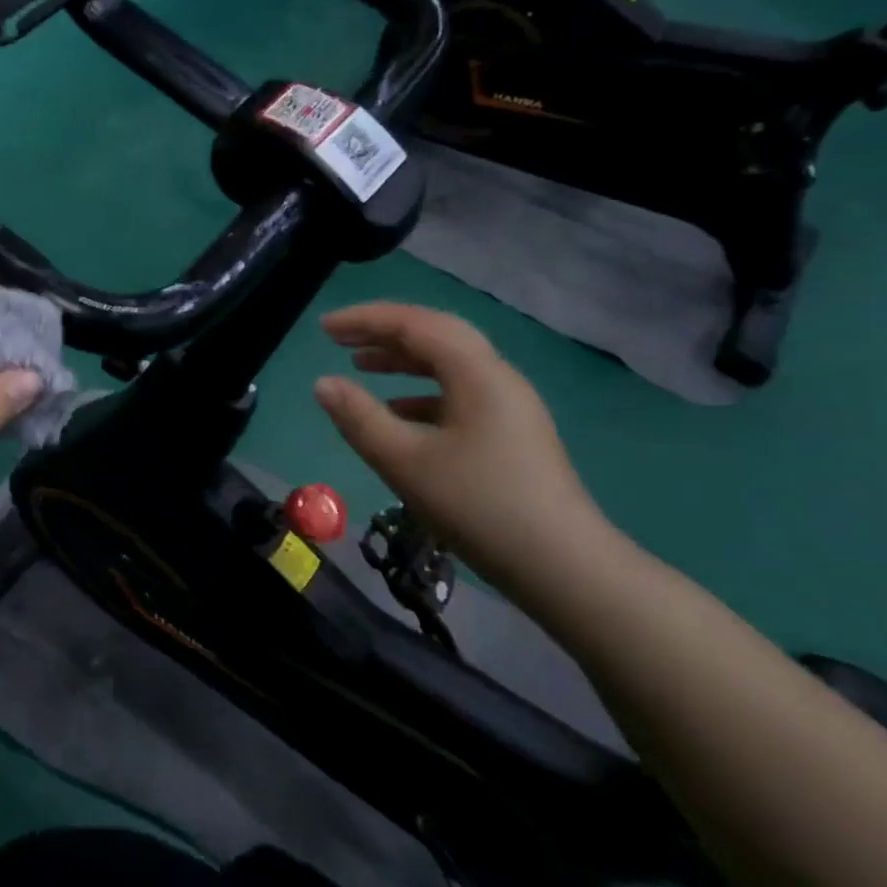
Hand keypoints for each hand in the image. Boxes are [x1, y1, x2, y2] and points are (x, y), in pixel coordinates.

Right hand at [312, 303, 604, 581]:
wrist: (563, 567)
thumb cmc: (478, 506)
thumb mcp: (404, 461)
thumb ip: (359, 417)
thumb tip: (323, 383)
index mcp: (477, 374)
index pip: (416, 324)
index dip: (366, 319)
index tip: (323, 328)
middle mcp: (497, 378)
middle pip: (436, 337)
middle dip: (384, 333)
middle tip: (339, 339)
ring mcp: (509, 407)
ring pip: (449, 366)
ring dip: (402, 361)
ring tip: (361, 366)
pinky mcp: (510, 434)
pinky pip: (459, 395)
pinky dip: (420, 393)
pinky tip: (397, 414)